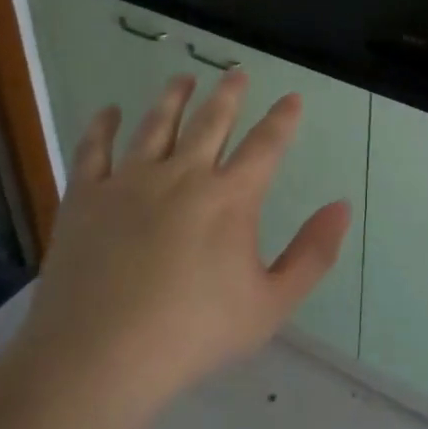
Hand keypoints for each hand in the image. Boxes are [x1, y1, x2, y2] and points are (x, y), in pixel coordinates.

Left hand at [23, 71, 352, 409]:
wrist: (99, 356)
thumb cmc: (193, 334)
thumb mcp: (271, 305)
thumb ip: (312, 254)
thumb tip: (341, 206)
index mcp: (229, 198)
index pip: (266, 145)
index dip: (282, 119)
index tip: (292, 98)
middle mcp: (182, 175)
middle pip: (211, 121)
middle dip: (228, 93)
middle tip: (235, 72)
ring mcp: (129, 181)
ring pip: (157, 125)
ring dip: (173, 98)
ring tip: (183, 78)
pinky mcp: (86, 195)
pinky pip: (94, 149)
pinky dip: (103, 126)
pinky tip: (109, 112)